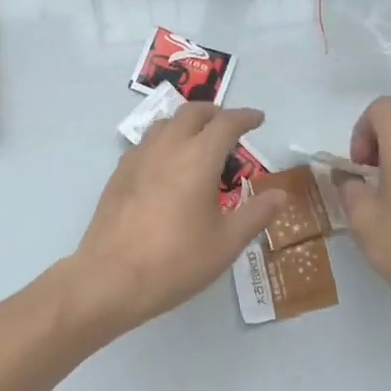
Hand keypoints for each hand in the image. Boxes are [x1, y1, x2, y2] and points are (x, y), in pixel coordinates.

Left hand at [65, 104, 286, 339]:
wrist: (111, 277)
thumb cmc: (176, 260)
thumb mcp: (226, 243)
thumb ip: (256, 214)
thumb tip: (280, 194)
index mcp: (198, 157)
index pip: (226, 123)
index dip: (245, 117)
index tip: (258, 119)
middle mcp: (167, 147)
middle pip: (192, 113)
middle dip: (214, 113)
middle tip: (229, 128)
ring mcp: (138, 157)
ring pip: (165, 124)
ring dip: (186, 124)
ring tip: (198, 144)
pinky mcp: (119, 173)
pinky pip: (145, 144)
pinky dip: (163, 142)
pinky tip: (166, 168)